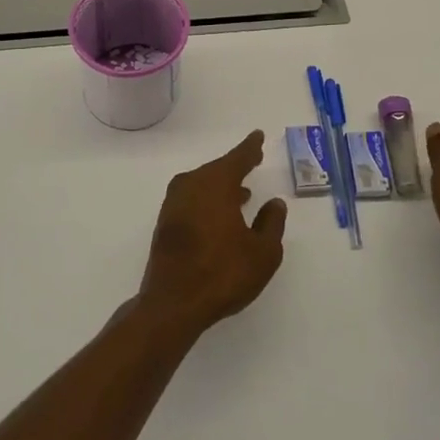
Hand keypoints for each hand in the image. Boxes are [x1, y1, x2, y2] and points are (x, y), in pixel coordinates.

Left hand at [137, 131, 286, 337]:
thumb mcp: (263, 253)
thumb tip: (274, 203)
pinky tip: (220, 216)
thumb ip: (272, 223)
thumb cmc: (223, 273)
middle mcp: (192, 186)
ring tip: (243, 194)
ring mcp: (174, 204)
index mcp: (216, 184)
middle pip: (217, 169)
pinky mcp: (166, 223)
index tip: (257, 136)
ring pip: (203, 184)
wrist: (173, 303)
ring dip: (221, 186)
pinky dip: (208, 200)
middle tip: (252, 161)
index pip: (237, 158)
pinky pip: (192, 199)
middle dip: (236, 166)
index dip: (250, 148)